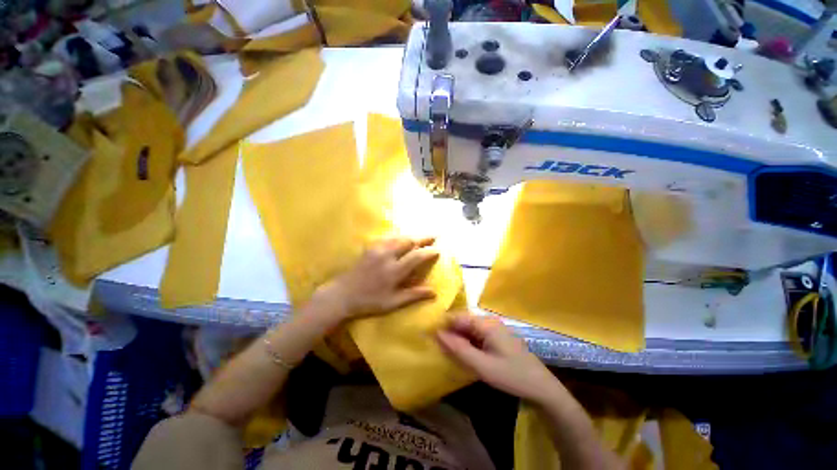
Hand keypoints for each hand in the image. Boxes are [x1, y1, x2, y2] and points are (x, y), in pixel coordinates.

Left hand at [319, 237, 439, 318]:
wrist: (342, 294)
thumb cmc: (369, 301)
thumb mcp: (392, 303)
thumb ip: (413, 295)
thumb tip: (433, 292)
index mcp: (394, 270)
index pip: (416, 256)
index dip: (429, 252)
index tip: (438, 250)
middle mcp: (387, 255)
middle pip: (409, 241)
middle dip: (423, 238)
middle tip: (434, 236)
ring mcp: (377, 249)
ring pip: (399, 237)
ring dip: (412, 236)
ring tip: (421, 237)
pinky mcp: (370, 247)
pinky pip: (388, 237)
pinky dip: (399, 236)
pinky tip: (402, 238)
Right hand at [437, 313, 562, 403]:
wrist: (541, 387)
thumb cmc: (511, 375)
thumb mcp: (482, 366)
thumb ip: (458, 349)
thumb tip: (437, 334)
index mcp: (486, 323)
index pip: (457, 317)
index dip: (443, 325)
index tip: (429, 336)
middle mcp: (489, 321)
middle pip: (463, 321)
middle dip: (450, 332)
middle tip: (436, 346)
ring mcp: (494, 329)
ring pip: (469, 329)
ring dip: (458, 338)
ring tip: (445, 350)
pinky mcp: (496, 338)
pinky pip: (476, 335)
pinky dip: (467, 343)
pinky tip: (462, 353)